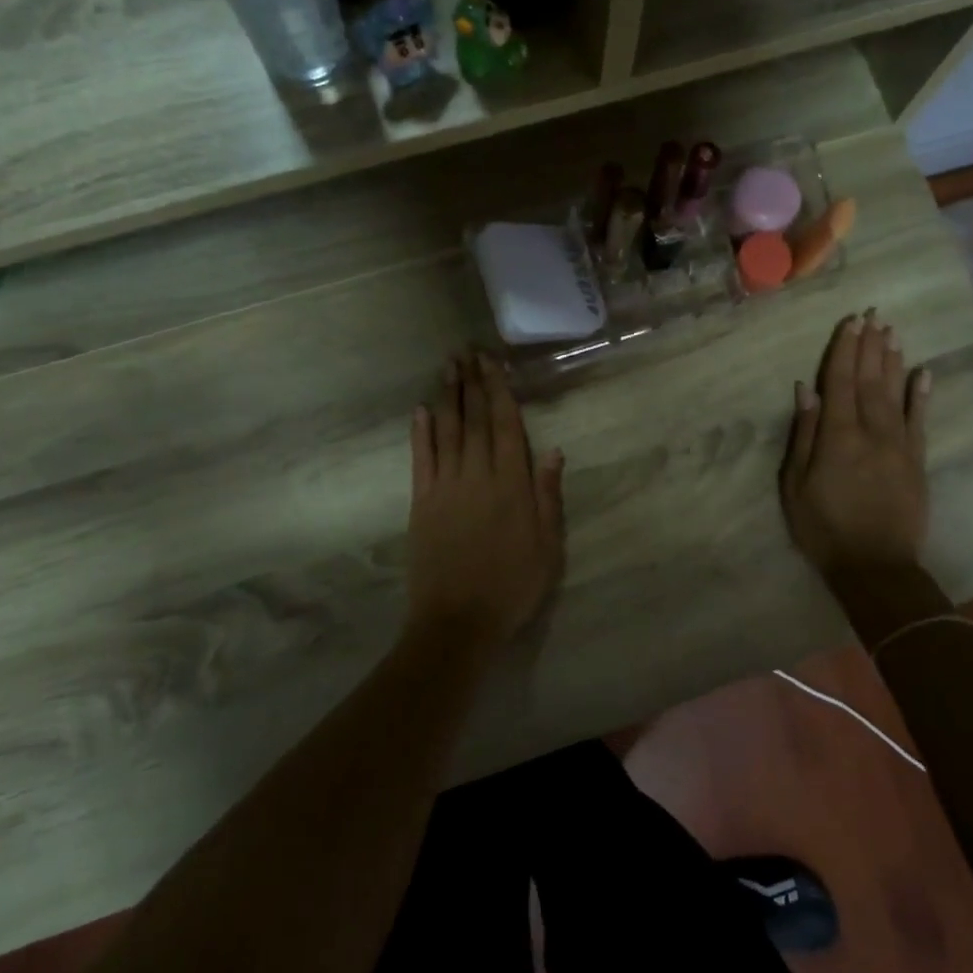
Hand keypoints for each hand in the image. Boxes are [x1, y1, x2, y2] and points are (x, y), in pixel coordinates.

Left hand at [406, 352, 565, 648]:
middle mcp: (477, 475)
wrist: (457, 622)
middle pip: (473, 419)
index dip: (498, 390)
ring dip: (447, 396)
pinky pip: (421, 459)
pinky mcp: (421, 502)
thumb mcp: (548, 546)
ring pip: (446, 431)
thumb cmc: (512, 586)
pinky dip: (420, 432)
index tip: (492, 362)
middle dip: (471, 382)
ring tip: (447, 367)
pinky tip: (420, 409)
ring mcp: (445, 486)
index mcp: (511, 484)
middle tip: (466, 351)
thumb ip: (548, 496)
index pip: (505, 425)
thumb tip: (552, 450)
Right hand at [780, 310, 931, 579]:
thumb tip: (806, 390)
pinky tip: (922, 372)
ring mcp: (899, 444)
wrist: (876, 567)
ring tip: (891, 332)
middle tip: (873, 315)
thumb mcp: (796, 485)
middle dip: (869, 346)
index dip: (844, 350)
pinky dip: (921, 394)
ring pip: (895, 393)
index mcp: (838, 436)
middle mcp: (872, 431)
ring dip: (892, 360)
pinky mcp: (917, 460)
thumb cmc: (823, 528)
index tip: (850, 322)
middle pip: (870, 380)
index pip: (841, 382)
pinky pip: (920, 420)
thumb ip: (804, 434)